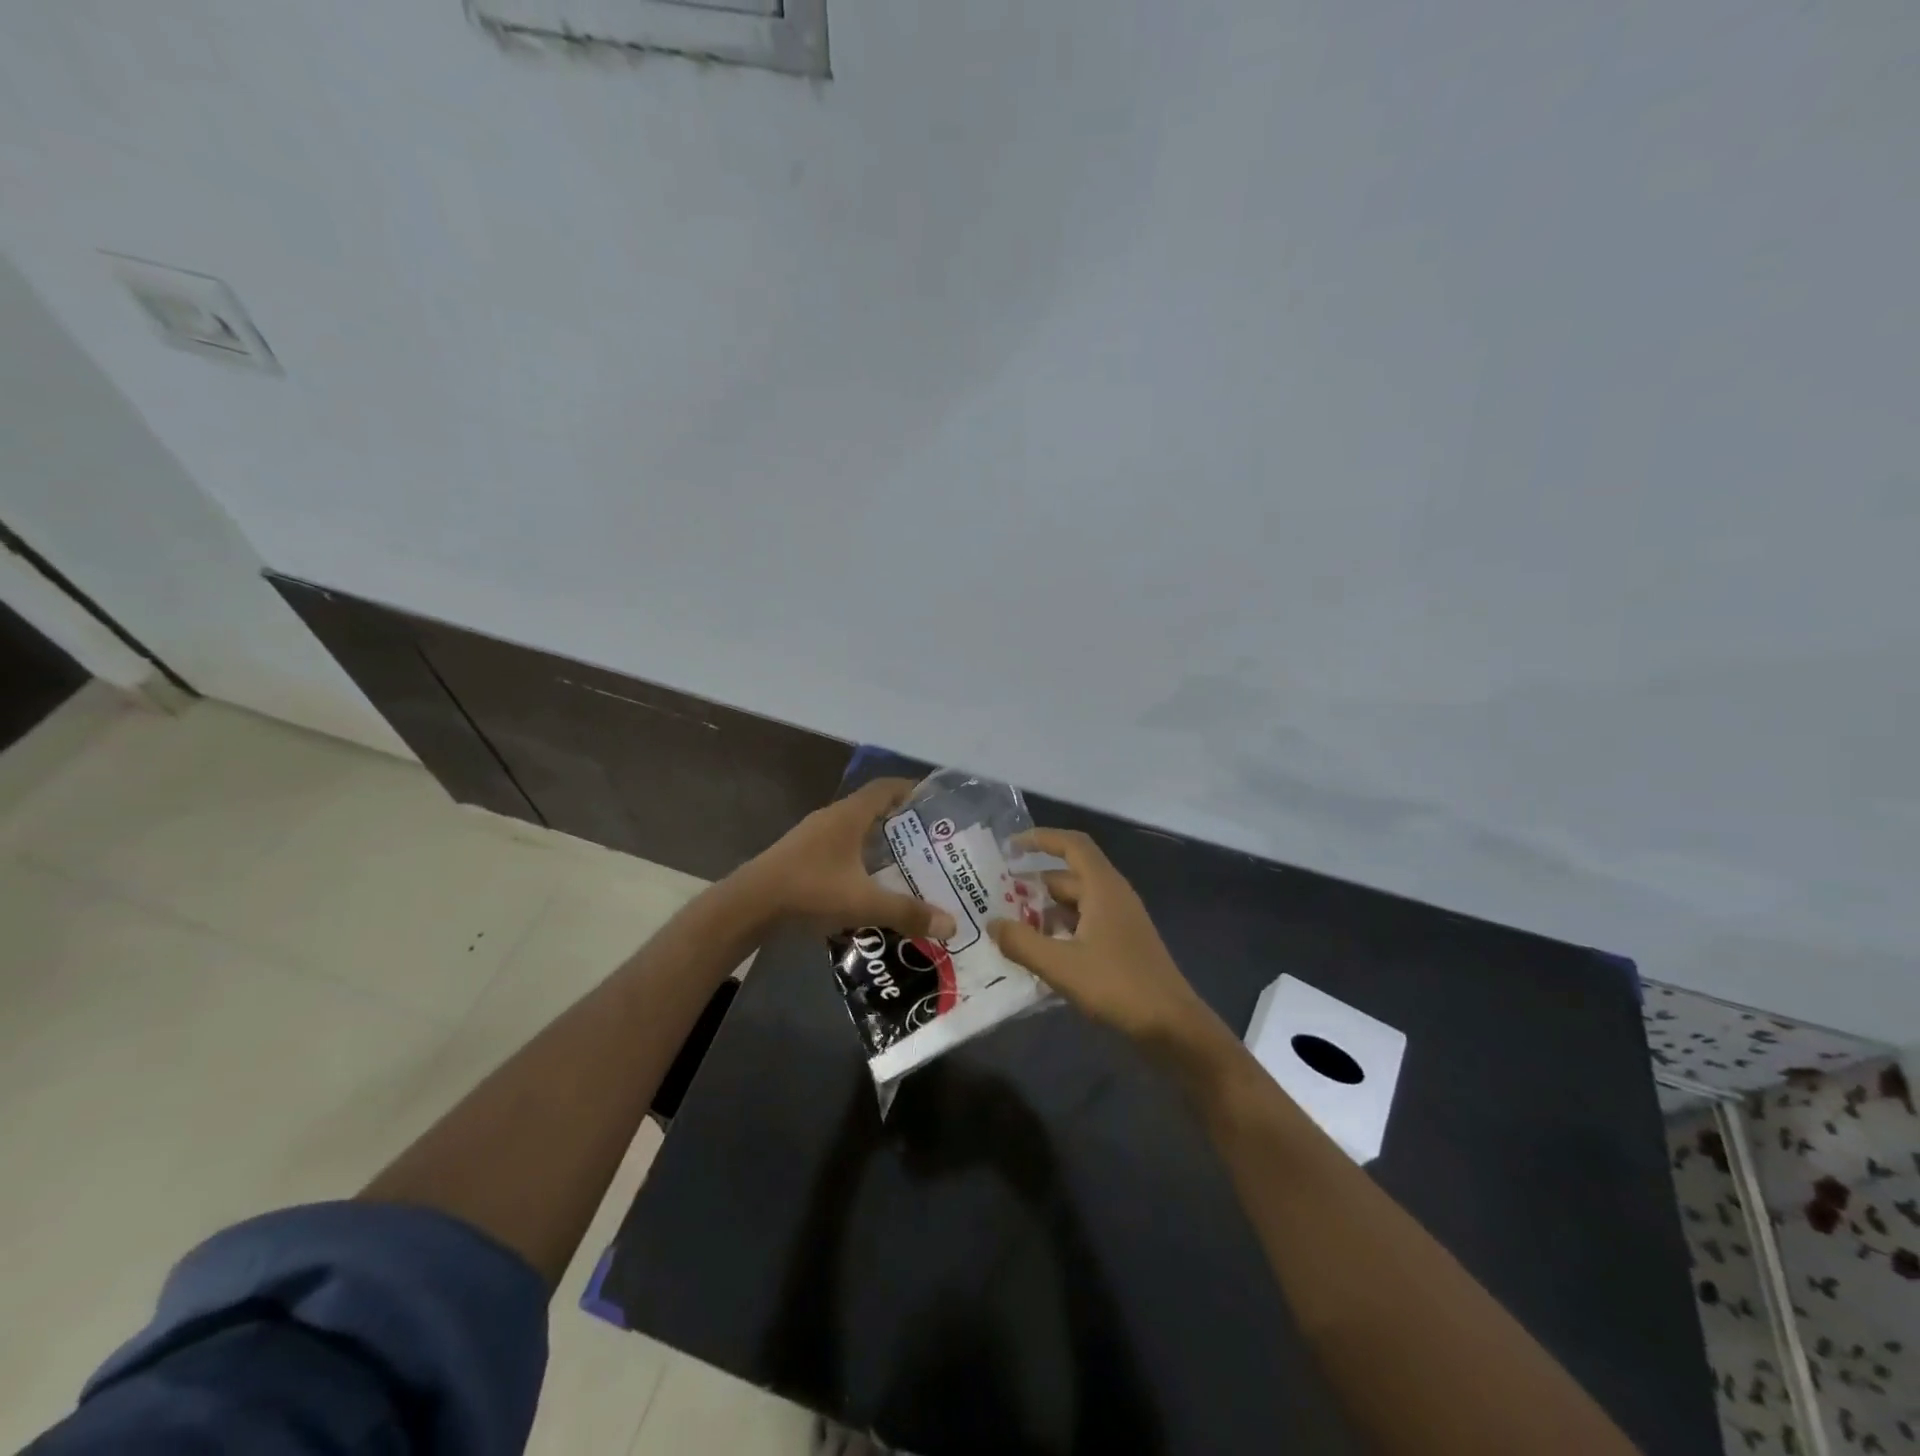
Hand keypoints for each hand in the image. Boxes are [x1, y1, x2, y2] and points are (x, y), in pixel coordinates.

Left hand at [742, 779, 956, 939]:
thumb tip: (952, 924)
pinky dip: (859, 856)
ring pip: (854, 829)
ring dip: (878, 840)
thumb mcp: (864, 902)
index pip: (886, 787)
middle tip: (928, 840)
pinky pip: (840, 847)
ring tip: (905, 862)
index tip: (933, 801)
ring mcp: (813, 835)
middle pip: (872, 808)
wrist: (750, 904)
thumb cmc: (810, 889)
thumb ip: (907, 912)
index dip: (910, 789)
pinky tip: (869, 881)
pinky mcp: (802, 855)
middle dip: (900, 821)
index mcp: (849, 815)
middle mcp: (832, 817)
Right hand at [991, 829, 1223, 1055]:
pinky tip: (1040, 954)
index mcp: (1103, 887)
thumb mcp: (1061, 965)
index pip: (1072, 845)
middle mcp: (1113, 896)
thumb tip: (992, 923)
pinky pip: (1084, 925)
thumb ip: (1022, 943)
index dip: (1041, 839)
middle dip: (1033, 885)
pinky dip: (1060, 931)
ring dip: (1044, 911)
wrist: (1172, 1027)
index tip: (1010, 847)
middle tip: (996, 900)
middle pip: (1068, 877)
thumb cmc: (1117, 986)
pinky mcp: (1122, 945)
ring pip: (1075, 904)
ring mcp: (1120, 922)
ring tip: (1011, 929)